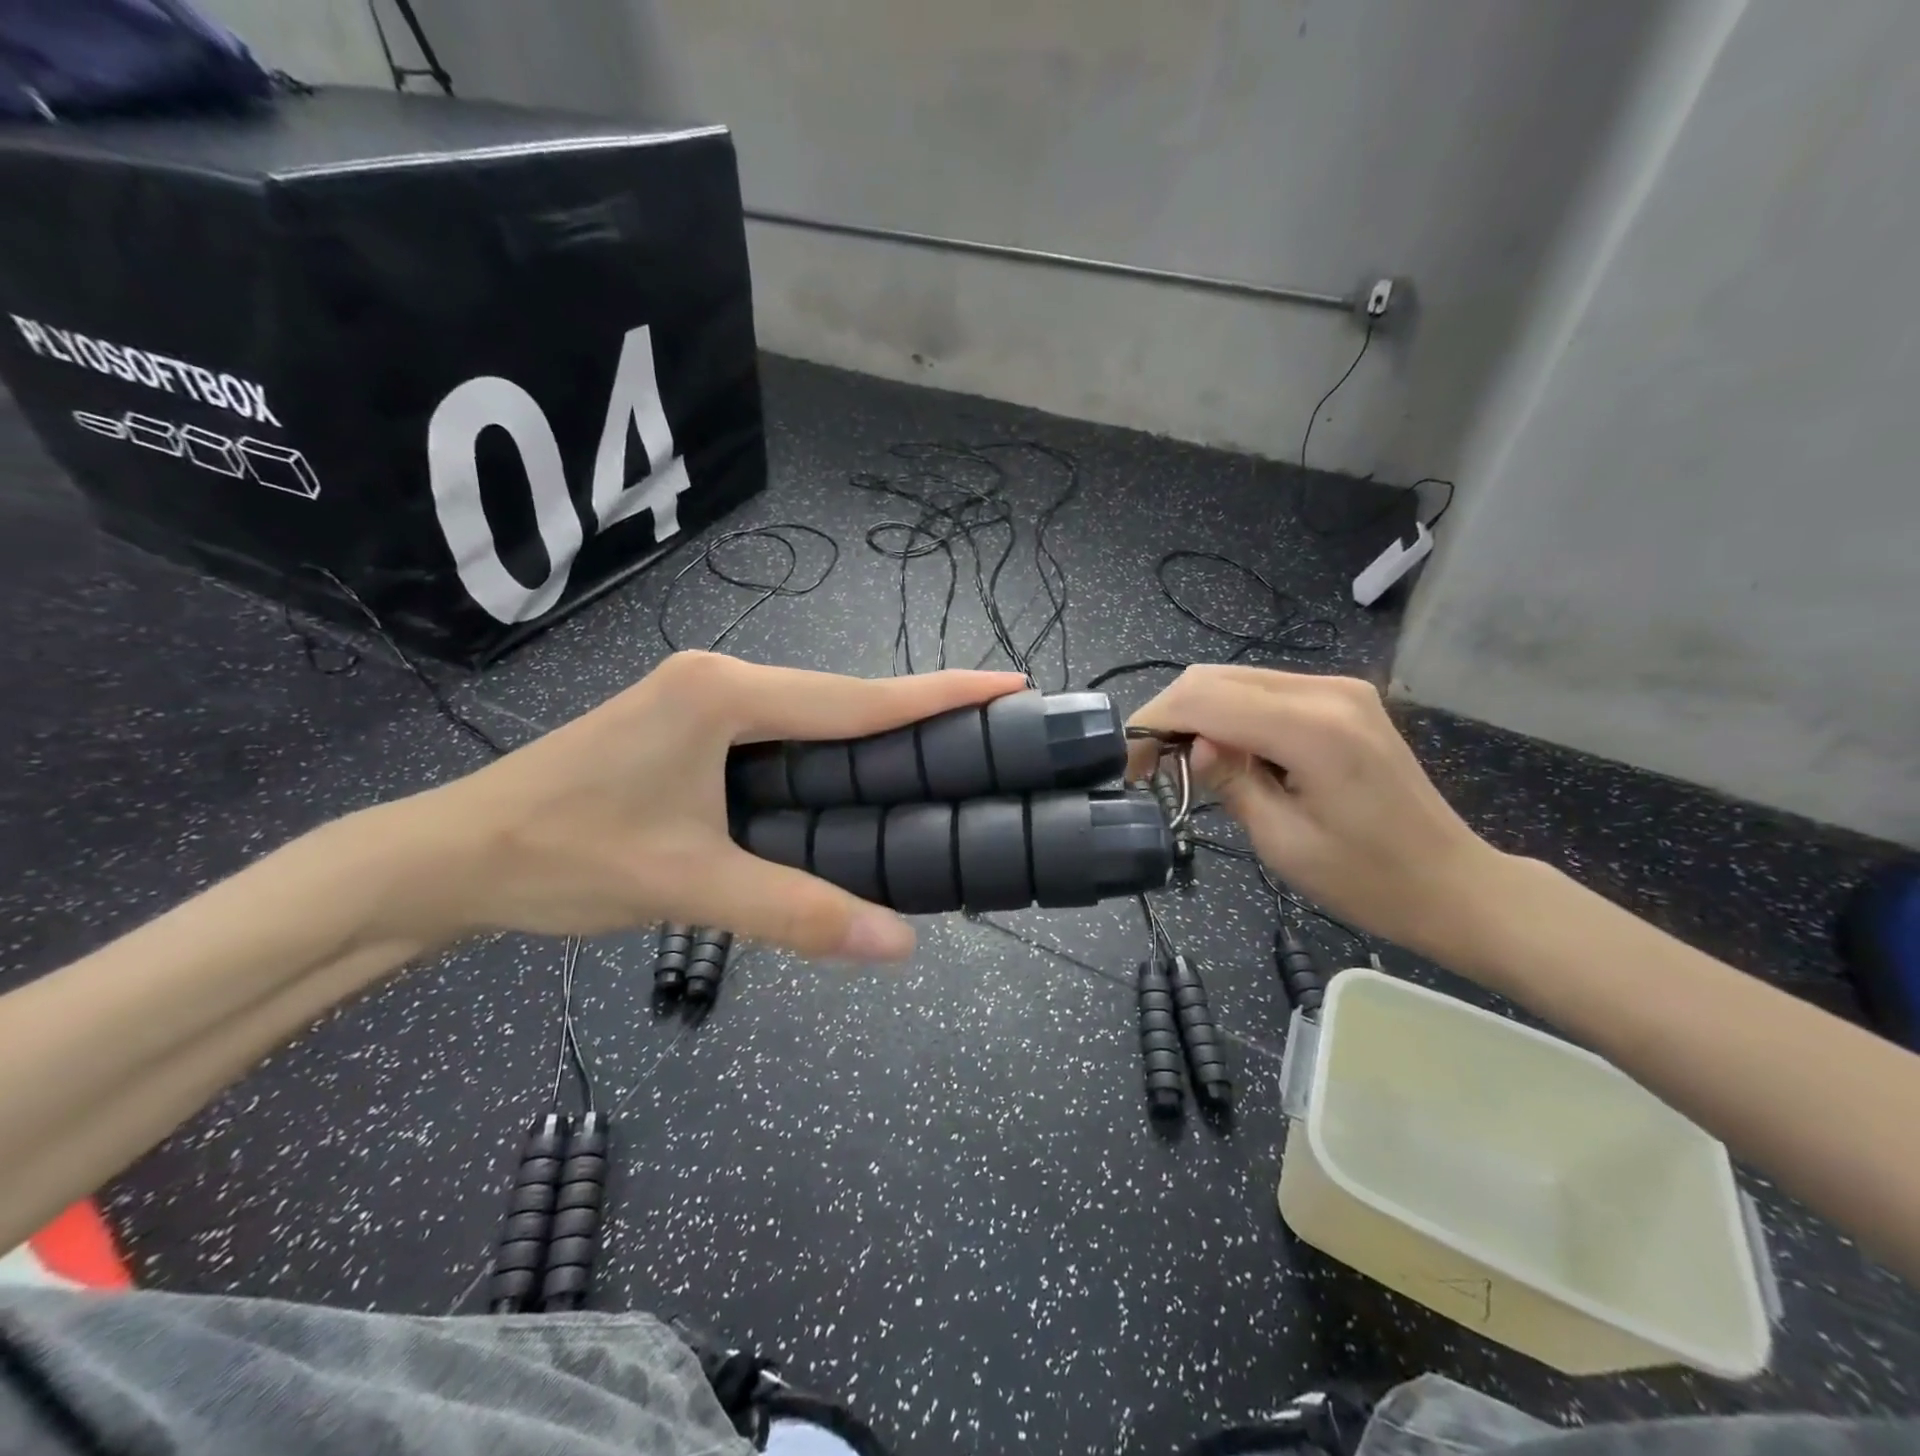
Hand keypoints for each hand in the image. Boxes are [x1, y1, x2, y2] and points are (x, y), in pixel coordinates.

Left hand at [375, 653, 1024, 959]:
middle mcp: (718, 678)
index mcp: (725, 696)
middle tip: (987, 729)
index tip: (1008, 683)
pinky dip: (824, 749)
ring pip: (808, 713)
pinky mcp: (685, 723)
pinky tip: (851, 776)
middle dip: (914, 711)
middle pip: (838, 698)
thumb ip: (798, 913)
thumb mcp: (691, 886)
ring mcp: (698, 697)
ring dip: (869, 731)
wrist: (452, 857)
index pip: (856, 699)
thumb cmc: (563, 858)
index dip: (939, 695)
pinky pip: (777, 730)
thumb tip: (899, 947)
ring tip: (937, 753)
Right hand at [1126, 665, 1504, 956]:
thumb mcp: (1283, 842)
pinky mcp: (1343, 698)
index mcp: (1312, 729)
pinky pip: (1265, 691)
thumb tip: (1193, 747)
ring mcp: (1339, 689)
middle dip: (1171, 715)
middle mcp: (1326, 691)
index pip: (1205, 698)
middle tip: (1151, 766)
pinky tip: (1227, 752)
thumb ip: (1230, 782)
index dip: (1154, 722)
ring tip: (1184, 763)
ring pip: (1236, 679)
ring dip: (1199, 713)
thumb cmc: (1368, 879)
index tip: (1128, 764)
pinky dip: (1231, 714)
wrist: (1452, 883)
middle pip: (1215, 677)